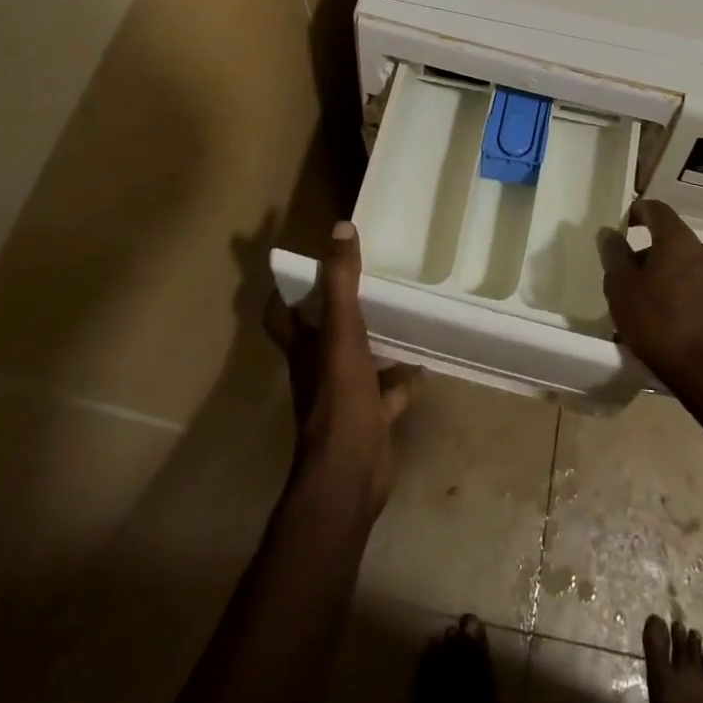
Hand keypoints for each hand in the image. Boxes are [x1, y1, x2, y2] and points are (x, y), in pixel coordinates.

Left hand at [264, 221, 419, 516]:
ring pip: (356, 361)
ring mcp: (343, 396)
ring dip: (373, 341)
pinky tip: (422, 364)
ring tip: (400, 313)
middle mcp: (318, 369)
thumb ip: (341, 282)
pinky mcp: (368, 418)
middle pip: (321, 334)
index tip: (306, 265)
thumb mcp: (342, 332)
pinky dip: (402, 380)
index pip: (280, 314)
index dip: (286, 291)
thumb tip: (340, 227)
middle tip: (366, 280)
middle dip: (338, 309)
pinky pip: (386, 393)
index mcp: (304, 348)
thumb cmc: (339, 398)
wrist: (350, 474)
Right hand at [599, 200, 702, 404]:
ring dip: (664, 274)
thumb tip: (609, 231)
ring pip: (684, 265)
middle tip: (626, 272)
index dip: (638, 211)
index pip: (657, 209)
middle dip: (648, 251)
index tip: (623, 222)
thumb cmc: (659, 324)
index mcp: (679, 240)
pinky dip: (679, 293)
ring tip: (643, 301)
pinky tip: (665, 318)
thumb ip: (614, 254)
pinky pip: (696, 287)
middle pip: (672, 239)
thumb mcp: (622, 288)